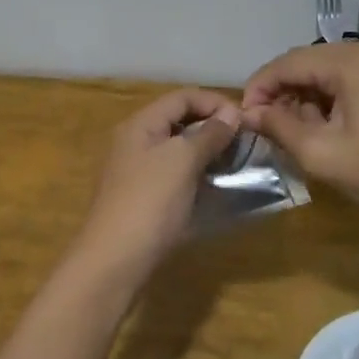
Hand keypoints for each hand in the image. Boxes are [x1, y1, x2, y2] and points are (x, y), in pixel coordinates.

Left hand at [74, 87, 241, 274]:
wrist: (114, 262)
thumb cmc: (149, 203)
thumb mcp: (182, 161)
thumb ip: (208, 134)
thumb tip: (231, 113)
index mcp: (140, 124)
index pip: (182, 97)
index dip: (214, 102)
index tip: (245, 120)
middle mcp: (135, 141)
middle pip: (179, 120)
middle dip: (212, 126)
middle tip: (245, 142)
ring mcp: (137, 171)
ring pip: (178, 149)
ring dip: (207, 151)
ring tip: (236, 163)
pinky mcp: (144, 198)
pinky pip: (175, 174)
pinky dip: (197, 174)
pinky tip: (216, 187)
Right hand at [242, 41, 358, 223]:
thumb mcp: (321, 153)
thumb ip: (279, 127)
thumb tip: (249, 113)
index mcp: (348, 61)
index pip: (287, 63)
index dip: (259, 87)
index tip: (243, 117)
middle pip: (305, 63)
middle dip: (280, 92)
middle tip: (263, 125)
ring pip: (324, 72)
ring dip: (302, 97)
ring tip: (290, 131)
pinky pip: (345, 80)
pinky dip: (325, 99)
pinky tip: (319, 127)